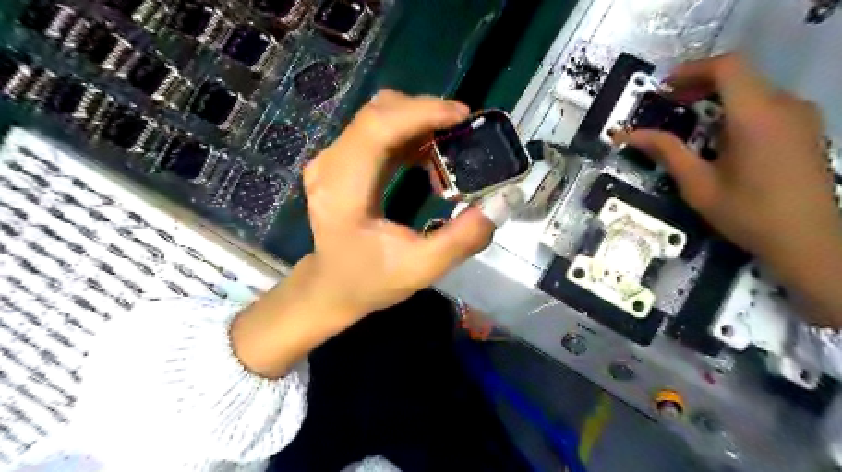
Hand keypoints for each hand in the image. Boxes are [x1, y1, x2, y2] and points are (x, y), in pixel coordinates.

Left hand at [230, 90, 494, 377]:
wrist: (334, 286)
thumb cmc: (371, 281)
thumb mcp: (421, 269)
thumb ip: (462, 240)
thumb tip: (499, 203)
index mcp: (343, 190)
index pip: (377, 127)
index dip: (421, 112)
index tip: (463, 116)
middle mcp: (330, 165)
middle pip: (378, 113)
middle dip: (425, 113)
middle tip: (464, 129)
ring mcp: (331, 161)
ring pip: (378, 117)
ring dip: (418, 121)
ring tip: (452, 142)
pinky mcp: (341, 162)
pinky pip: (377, 132)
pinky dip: (408, 134)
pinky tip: (429, 154)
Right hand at [613, 55, 841, 325]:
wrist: (807, 239)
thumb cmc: (746, 213)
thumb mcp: (697, 184)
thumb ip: (665, 151)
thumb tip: (627, 135)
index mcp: (756, 116)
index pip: (727, 67)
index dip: (691, 70)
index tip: (662, 88)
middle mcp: (784, 105)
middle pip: (739, 75)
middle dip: (698, 84)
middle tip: (667, 104)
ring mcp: (800, 115)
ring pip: (753, 88)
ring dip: (717, 97)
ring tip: (688, 120)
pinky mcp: (805, 128)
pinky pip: (766, 103)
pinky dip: (737, 108)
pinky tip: (719, 136)